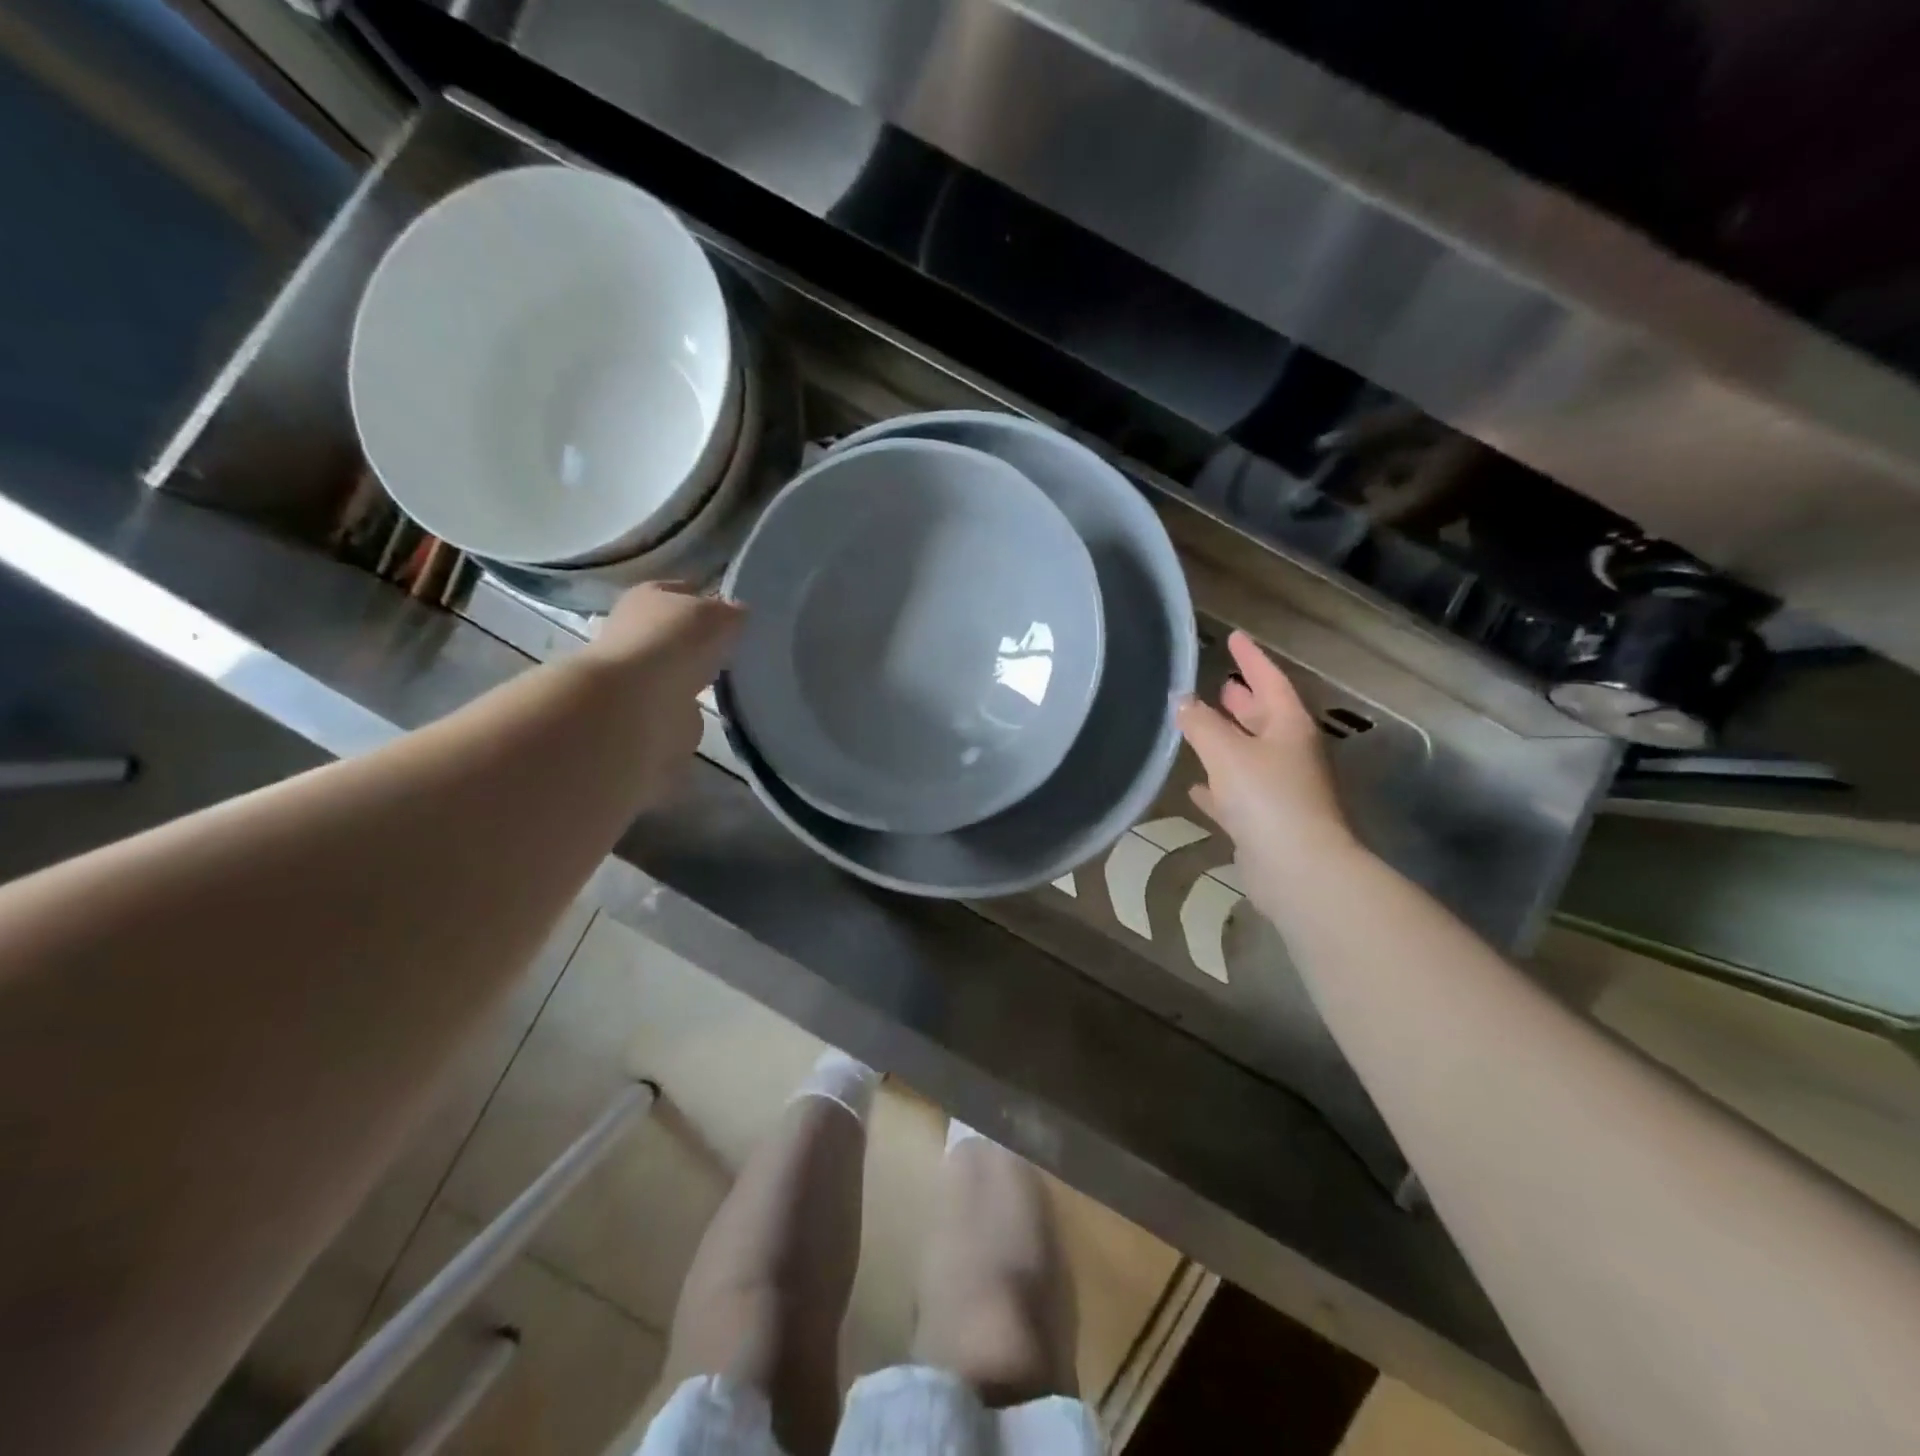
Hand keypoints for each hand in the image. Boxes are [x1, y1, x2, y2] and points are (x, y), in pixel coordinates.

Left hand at [580, 582, 744, 792]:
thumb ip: (733, 613)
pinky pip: (684, 699)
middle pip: (679, 631)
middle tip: (740, 647)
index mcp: (647, 596)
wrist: (639, 702)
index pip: (682, 591)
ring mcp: (642, 672)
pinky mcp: (650, 707)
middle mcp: (637, 630)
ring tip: (736, 676)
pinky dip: (699, 702)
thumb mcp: (718, 614)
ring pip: (682, 666)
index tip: (736, 615)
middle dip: (705, 639)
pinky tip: (721, 703)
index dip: (708, 598)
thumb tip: (739, 617)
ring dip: (701, 672)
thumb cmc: (674, 641)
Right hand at [1178, 631, 1357, 914]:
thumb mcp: (1227, 752)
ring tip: (1200, 727)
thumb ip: (1201, 723)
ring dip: (1228, 741)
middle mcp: (1290, 753)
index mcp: (1289, 727)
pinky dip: (1219, 786)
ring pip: (1250, 755)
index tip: (1235, 637)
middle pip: (1264, 718)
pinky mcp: (1267, 821)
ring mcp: (1281, 789)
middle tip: (1221, 684)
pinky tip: (1196, 788)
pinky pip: (1238, 793)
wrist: (1296, 868)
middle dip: (1243, 701)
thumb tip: (1181, 700)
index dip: (1252, 659)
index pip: (1270, 681)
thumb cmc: (1266, 797)